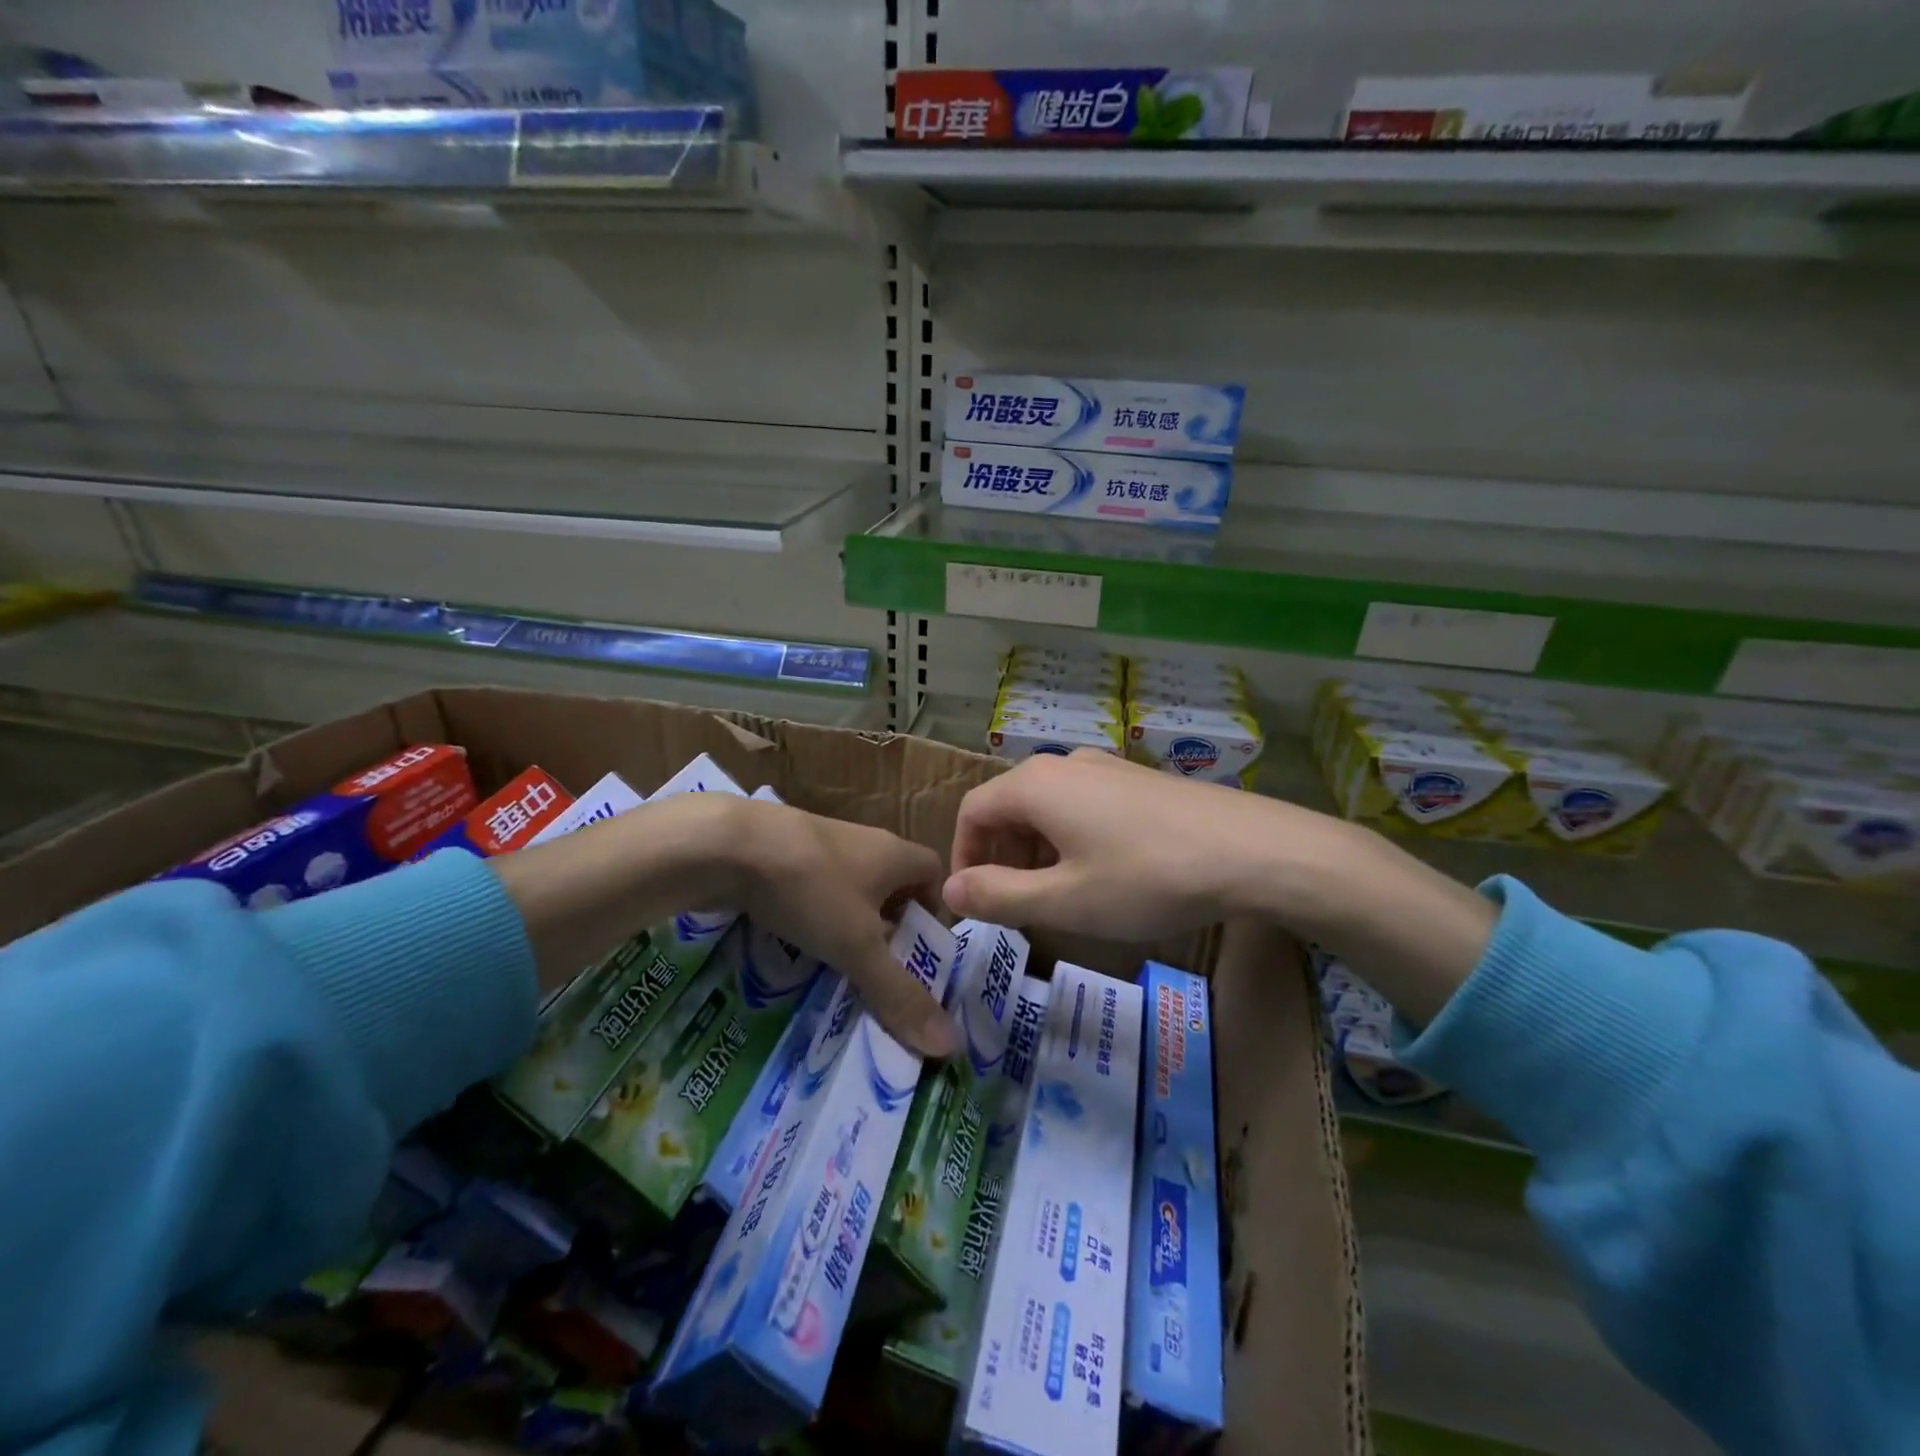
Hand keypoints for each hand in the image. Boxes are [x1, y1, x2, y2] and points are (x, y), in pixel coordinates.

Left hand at [496, 794, 951, 1056]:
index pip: (933, 872)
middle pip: (891, 882)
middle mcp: (864, 841)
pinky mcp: (783, 849)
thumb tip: (950, 1045)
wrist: (727, 843)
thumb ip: (899, 994)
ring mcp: (821, 841)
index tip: (920, 950)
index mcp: (894, 853)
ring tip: (838, 964)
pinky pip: (813, 884)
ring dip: (849, 921)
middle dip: (890, 925)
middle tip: (880, 969)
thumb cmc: (810, 889)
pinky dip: (812, 913)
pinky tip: (794, 942)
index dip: (933, 909)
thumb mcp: (858, 947)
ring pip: (849, 885)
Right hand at [945, 750, 1300, 940]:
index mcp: (1035, 784)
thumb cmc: (1147, 877)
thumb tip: (951, 890)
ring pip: (1048, 807)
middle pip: (1008, 807)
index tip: (975, 902)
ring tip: (1058, 897)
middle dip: (1001, 857)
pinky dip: (1071, 840)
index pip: (972, 811)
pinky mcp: (1138, 781)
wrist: (1253, 850)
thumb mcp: (1064, 900)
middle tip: (1015, 906)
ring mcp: (1107, 767)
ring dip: (1036, 851)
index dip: (963, 857)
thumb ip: (999, 896)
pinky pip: (1083, 805)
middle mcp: (1065, 763)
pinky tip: (1104, 874)